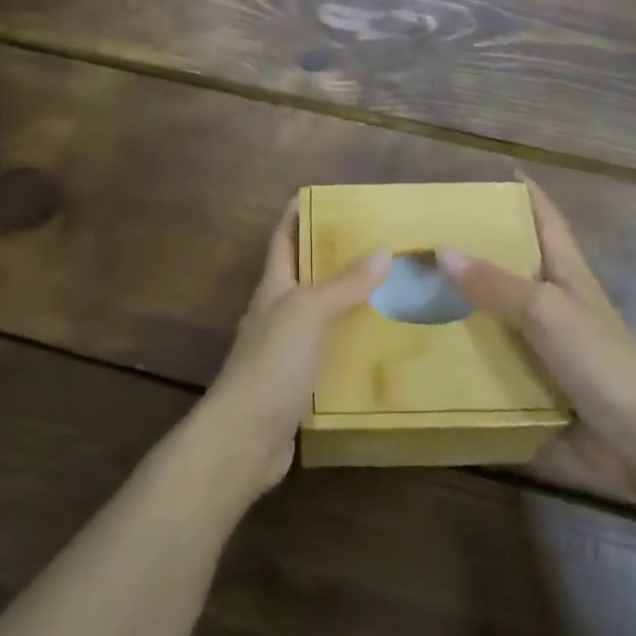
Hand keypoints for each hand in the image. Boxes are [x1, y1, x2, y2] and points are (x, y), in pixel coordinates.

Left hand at [194, 198, 388, 499]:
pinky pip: (330, 356)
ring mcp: (286, 351)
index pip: (284, 239)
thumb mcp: (309, 313)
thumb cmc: (272, 363)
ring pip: (322, 317)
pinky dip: (352, 347)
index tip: (321, 195)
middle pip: (306, 276)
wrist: (244, 439)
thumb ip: (344, 285)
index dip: (296, 214)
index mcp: (274, 288)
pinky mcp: (299, 385)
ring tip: (391, 291)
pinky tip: (380, 349)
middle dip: (335, 258)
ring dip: (349, 304)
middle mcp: (278, 313)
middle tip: (377, 243)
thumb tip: (383, 251)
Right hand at [438, 180, 635, 500]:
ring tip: (413, 288)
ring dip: (462, 303)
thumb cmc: (599, 362)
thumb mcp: (545, 311)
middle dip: (476, 247)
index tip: (494, 174)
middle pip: (513, 263)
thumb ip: (495, 283)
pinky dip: (464, 351)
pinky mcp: (532, 382)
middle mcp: (553, 303)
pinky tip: (427, 348)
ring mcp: (543, 345)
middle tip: (428, 234)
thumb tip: (442, 250)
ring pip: (496, 312)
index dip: (525, 194)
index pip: (546, 219)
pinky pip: (491, 358)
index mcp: (566, 273)